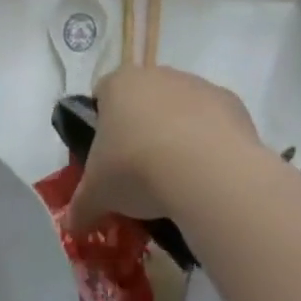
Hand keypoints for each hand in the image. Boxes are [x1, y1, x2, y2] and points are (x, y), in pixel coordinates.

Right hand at [68, 66, 262, 234]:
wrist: (205, 169)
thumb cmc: (137, 169)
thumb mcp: (99, 194)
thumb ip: (81, 206)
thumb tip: (71, 226)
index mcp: (118, 84)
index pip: (102, 94)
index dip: (103, 124)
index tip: (109, 157)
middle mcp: (156, 74)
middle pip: (144, 99)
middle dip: (143, 129)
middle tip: (143, 173)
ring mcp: (195, 84)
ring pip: (181, 108)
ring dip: (179, 134)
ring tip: (181, 180)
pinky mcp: (229, 101)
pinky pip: (215, 122)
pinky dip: (212, 143)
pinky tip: (210, 175)